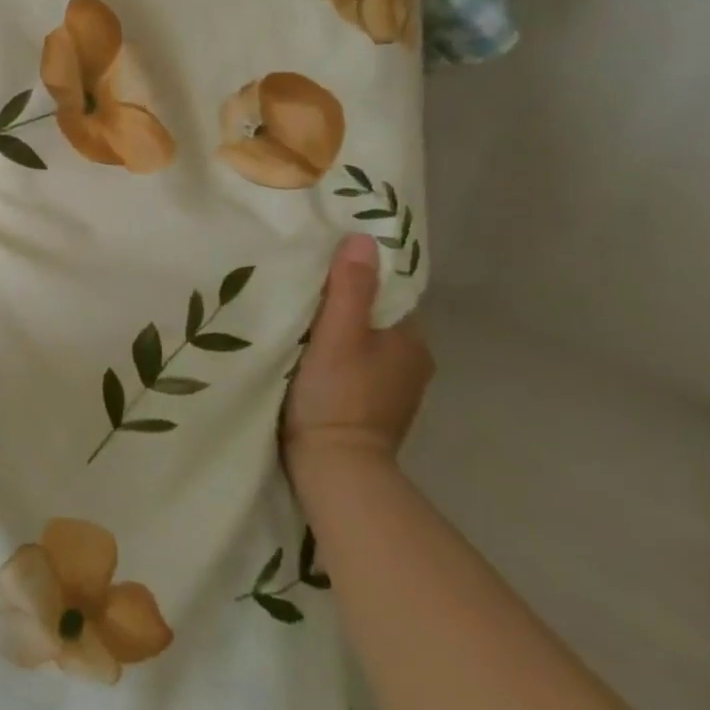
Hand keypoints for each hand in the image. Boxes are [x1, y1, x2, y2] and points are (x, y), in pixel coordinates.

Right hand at [281, 233, 433, 482]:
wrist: (336, 471)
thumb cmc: (338, 396)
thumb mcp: (338, 335)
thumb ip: (350, 288)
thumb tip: (362, 238)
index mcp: (413, 341)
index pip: (387, 292)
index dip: (357, 276)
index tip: (320, 266)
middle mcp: (411, 363)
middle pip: (374, 317)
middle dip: (343, 303)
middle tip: (300, 288)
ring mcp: (393, 390)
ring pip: (363, 343)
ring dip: (337, 332)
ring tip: (297, 318)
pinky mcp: (371, 409)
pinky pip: (354, 367)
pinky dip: (335, 357)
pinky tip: (307, 356)